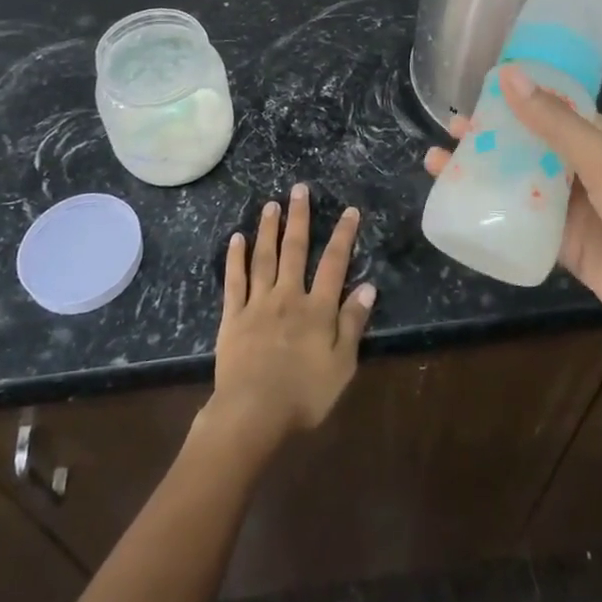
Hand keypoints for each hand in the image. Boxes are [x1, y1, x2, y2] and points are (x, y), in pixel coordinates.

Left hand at [203, 183, 374, 453]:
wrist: (253, 413)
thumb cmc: (304, 394)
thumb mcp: (342, 365)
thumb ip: (352, 324)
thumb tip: (368, 287)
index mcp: (317, 309)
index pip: (334, 264)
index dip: (343, 236)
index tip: (349, 211)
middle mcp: (288, 296)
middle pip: (295, 250)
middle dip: (299, 218)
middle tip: (299, 189)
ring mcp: (258, 304)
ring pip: (264, 258)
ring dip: (268, 229)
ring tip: (271, 204)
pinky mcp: (233, 317)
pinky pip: (235, 281)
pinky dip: (236, 258)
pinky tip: (237, 239)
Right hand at [423, 67, 601, 367]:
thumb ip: (553, 123)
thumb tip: (508, 74)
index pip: (556, 111)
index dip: (516, 102)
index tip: (475, 96)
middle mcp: (593, 171)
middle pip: (534, 147)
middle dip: (494, 138)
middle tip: (450, 131)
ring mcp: (581, 212)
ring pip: (525, 185)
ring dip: (487, 174)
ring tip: (440, 163)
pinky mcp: (571, 250)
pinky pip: (527, 224)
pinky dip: (498, 213)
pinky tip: (463, 206)